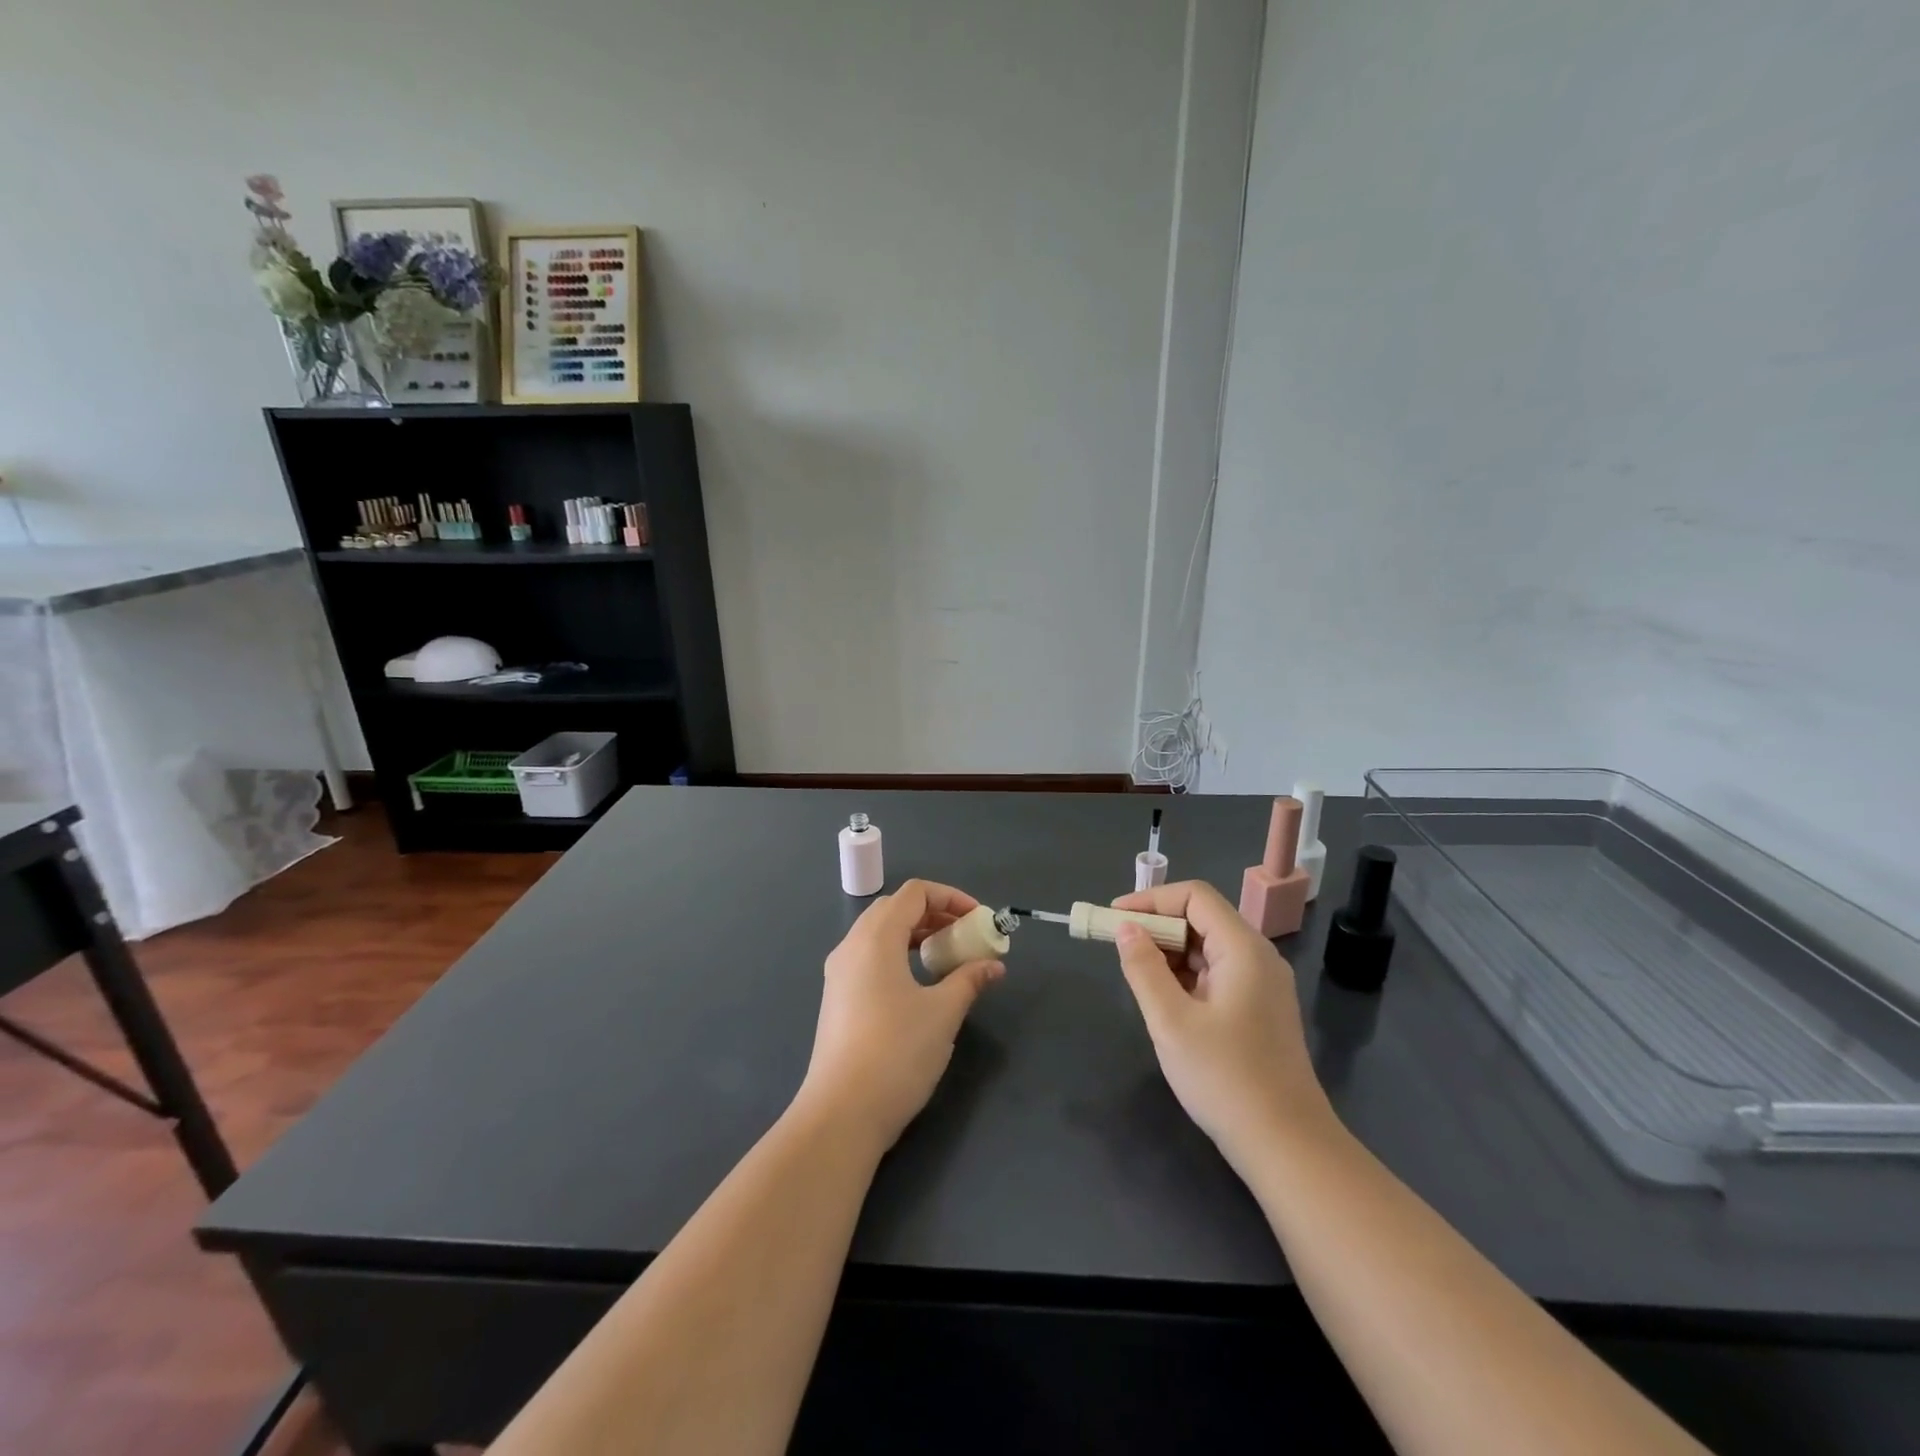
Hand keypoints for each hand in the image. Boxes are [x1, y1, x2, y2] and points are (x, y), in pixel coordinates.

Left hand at [798, 880, 1004, 1153]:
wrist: (841, 1113)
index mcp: (876, 937)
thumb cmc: (897, 1052)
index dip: (951, 897)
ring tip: (945, 959)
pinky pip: (869, 957)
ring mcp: (839, 973)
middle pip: (895, 908)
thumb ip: (970, 980)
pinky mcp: (837, 998)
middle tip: (964, 936)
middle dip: (934, 914)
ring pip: (880, 933)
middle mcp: (852, 945)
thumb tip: (994, 965)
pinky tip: (918, 985)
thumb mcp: (943, 1013)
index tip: (978, 920)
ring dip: (915, 934)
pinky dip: (897, 955)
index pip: (915, 893)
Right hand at [1110, 881, 1333, 1168]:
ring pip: (1208, 948)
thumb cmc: (1225, 1078)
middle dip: (1157, 926)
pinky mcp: (1259, 1010)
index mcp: (1243, 949)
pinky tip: (1164, 999)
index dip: (1151, 899)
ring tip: (1135, 974)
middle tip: (1117, 946)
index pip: (1195, 896)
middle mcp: (1258, 957)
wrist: (1287, 1146)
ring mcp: (1262, 985)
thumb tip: (1126, 929)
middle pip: (1202, 919)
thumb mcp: (1171, 1021)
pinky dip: (1186, 975)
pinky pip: (1217, 974)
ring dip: (1169, 952)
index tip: (1115, 918)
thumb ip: (1144, 968)